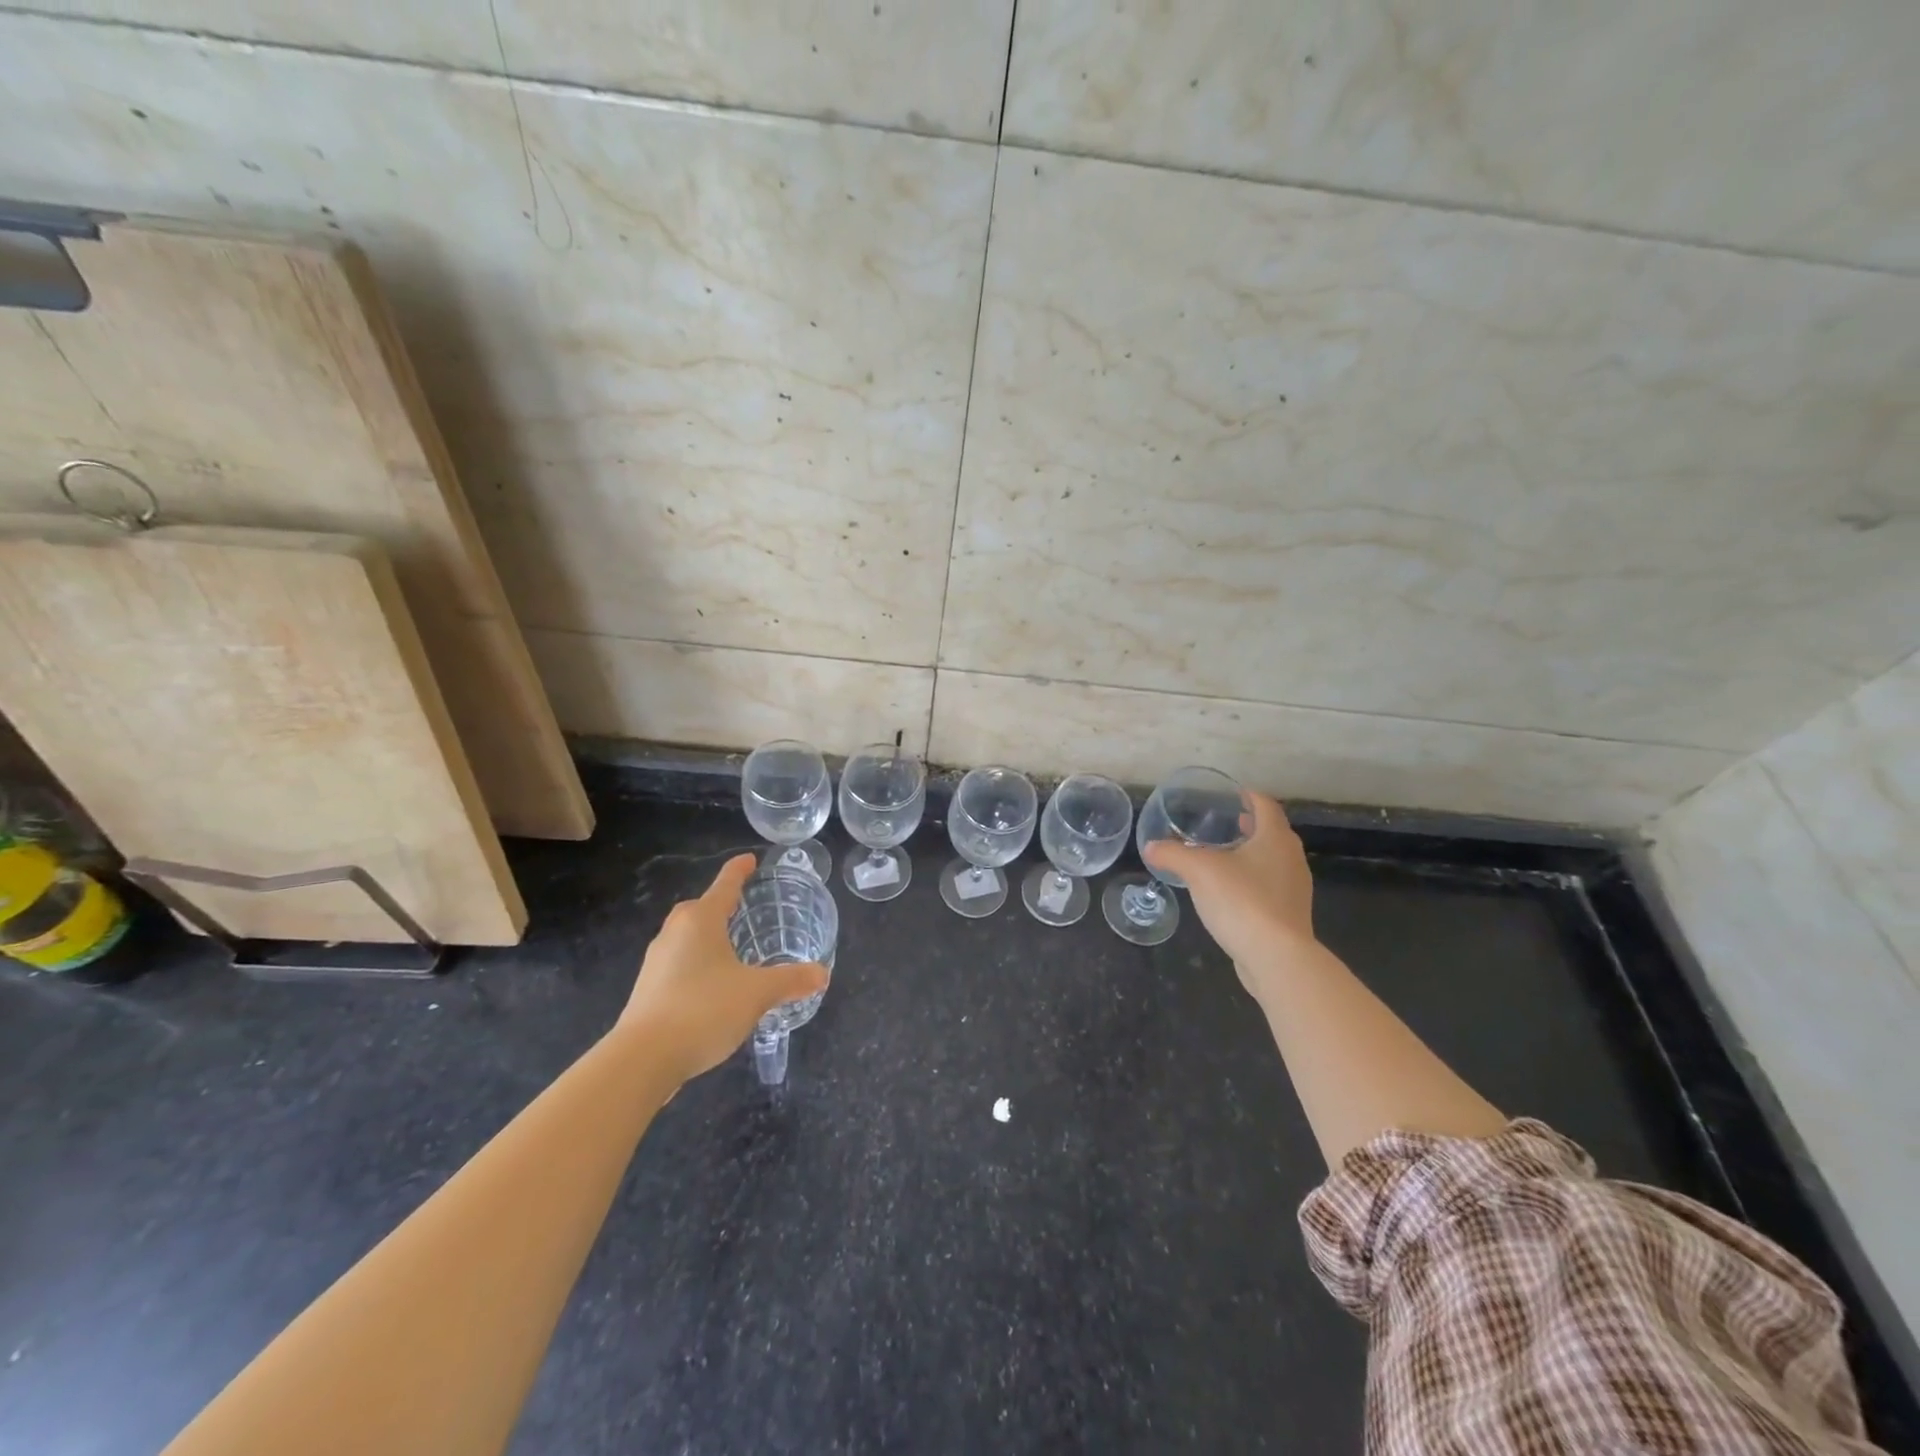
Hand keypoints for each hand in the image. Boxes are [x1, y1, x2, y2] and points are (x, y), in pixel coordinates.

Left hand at [617, 854, 828, 1085]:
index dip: (739, 871)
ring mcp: (656, 963)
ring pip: (686, 938)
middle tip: (741, 908)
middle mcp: (674, 933)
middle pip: (699, 909)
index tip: (749, 859)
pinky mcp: (647, 991)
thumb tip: (821, 974)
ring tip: (731, 949)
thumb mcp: (757, 993)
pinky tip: (712, 987)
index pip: (724, 885)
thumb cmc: (703, 1009)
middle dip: (719, 905)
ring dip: (707, 938)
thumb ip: (790, 980)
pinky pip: (678, 965)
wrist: (642, 1060)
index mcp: (700, 921)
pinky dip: (697, 965)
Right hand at [1142, 792, 1314, 994]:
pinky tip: (1230, 893)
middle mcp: (1291, 859)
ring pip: (1273, 861)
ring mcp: (1295, 889)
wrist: (1277, 958)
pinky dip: (1253, 881)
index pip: (1265, 805)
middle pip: (1273, 832)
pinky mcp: (1290, 915)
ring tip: (1224, 858)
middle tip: (1225, 824)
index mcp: (1274, 838)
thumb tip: (1150, 847)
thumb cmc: (1242, 901)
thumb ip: (1172, 854)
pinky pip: (1271, 887)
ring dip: (1252, 855)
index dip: (1249, 796)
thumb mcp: (1198, 870)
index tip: (1231, 795)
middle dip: (1250, 826)